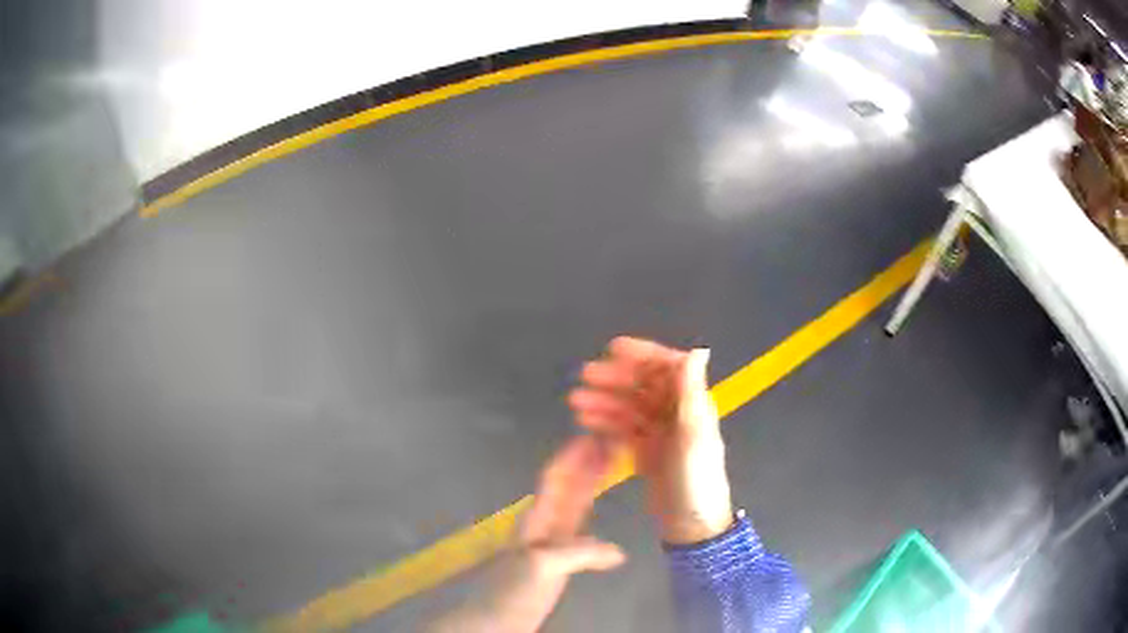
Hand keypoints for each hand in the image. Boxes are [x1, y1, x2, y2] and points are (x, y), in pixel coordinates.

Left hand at [429, 436, 623, 632]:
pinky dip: (599, 535)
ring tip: (612, 472)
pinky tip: (613, 544)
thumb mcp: (542, 567)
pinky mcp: (558, 565)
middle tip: (612, 444)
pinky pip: (583, 540)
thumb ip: (577, 554)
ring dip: (592, 488)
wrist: (494, 621)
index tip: (592, 435)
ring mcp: (551, 545)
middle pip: (568, 488)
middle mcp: (545, 526)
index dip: (572, 457)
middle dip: (587, 465)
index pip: (555, 479)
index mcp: (538, 520)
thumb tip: (618, 552)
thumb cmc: (510, 591)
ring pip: (575, 509)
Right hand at [569, 337, 732, 544]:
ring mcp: (660, 433)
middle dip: (615, 378)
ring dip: (605, 400)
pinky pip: (624, 429)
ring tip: (575, 402)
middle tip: (584, 376)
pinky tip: (585, 421)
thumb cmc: (696, 478)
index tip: (612, 348)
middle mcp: (676, 413)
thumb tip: (698, 349)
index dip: (642, 354)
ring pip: (629, 407)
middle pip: (644, 386)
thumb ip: (691, 393)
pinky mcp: (647, 452)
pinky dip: (606, 422)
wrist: (692, 524)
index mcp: (692, 404)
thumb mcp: (694, 435)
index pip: (667, 368)